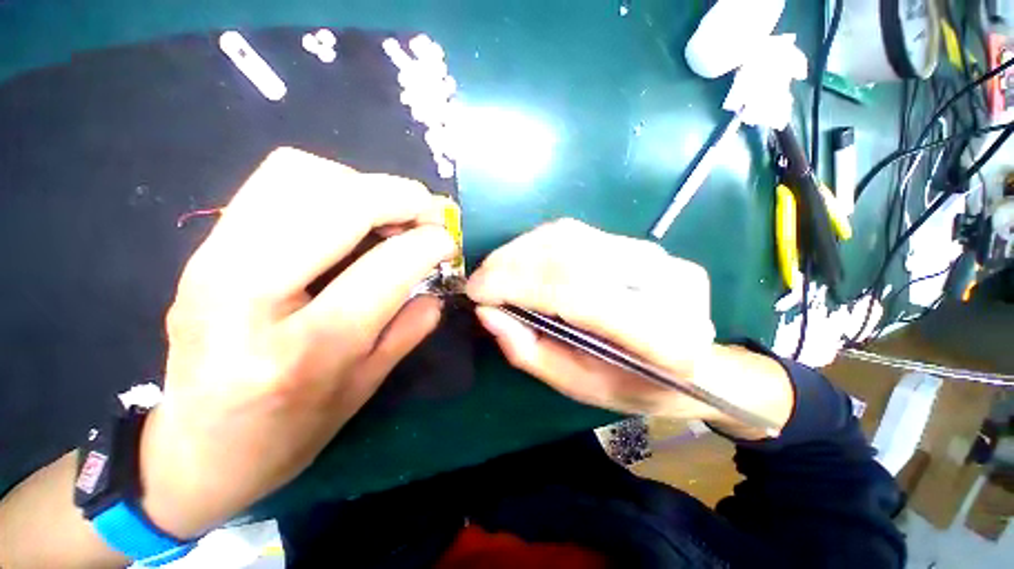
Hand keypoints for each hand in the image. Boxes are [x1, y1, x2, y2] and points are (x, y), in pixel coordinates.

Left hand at [139, 147, 455, 538]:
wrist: (197, 451)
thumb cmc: (289, 434)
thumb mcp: (366, 388)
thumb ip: (411, 328)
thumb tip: (438, 283)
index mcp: (307, 349)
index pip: (386, 268)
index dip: (430, 243)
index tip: (449, 242)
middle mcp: (249, 294)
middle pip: (339, 203)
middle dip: (402, 197)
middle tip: (429, 213)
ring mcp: (214, 261)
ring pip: (301, 174)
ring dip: (363, 185)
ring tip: (388, 214)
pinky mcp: (204, 248)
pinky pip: (274, 181)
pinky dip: (328, 183)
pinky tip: (347, 215)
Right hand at [466, 219, 792, 435]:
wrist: (696, 365)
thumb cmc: (633, 387)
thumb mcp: (576, 385)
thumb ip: (530, 350)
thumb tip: (488, 312)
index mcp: (660, 338)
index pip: (574, 292)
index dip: (517, 285)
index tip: (476, 291)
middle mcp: (665, 286)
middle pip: (569, 257)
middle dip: (512, 264)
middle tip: (480, 279)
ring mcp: (658, 258)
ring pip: (570, 237)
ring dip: (521, 250)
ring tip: (495, 269)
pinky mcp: (645, 246)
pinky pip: (578, 234)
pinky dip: (540, 244)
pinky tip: (522, 259)